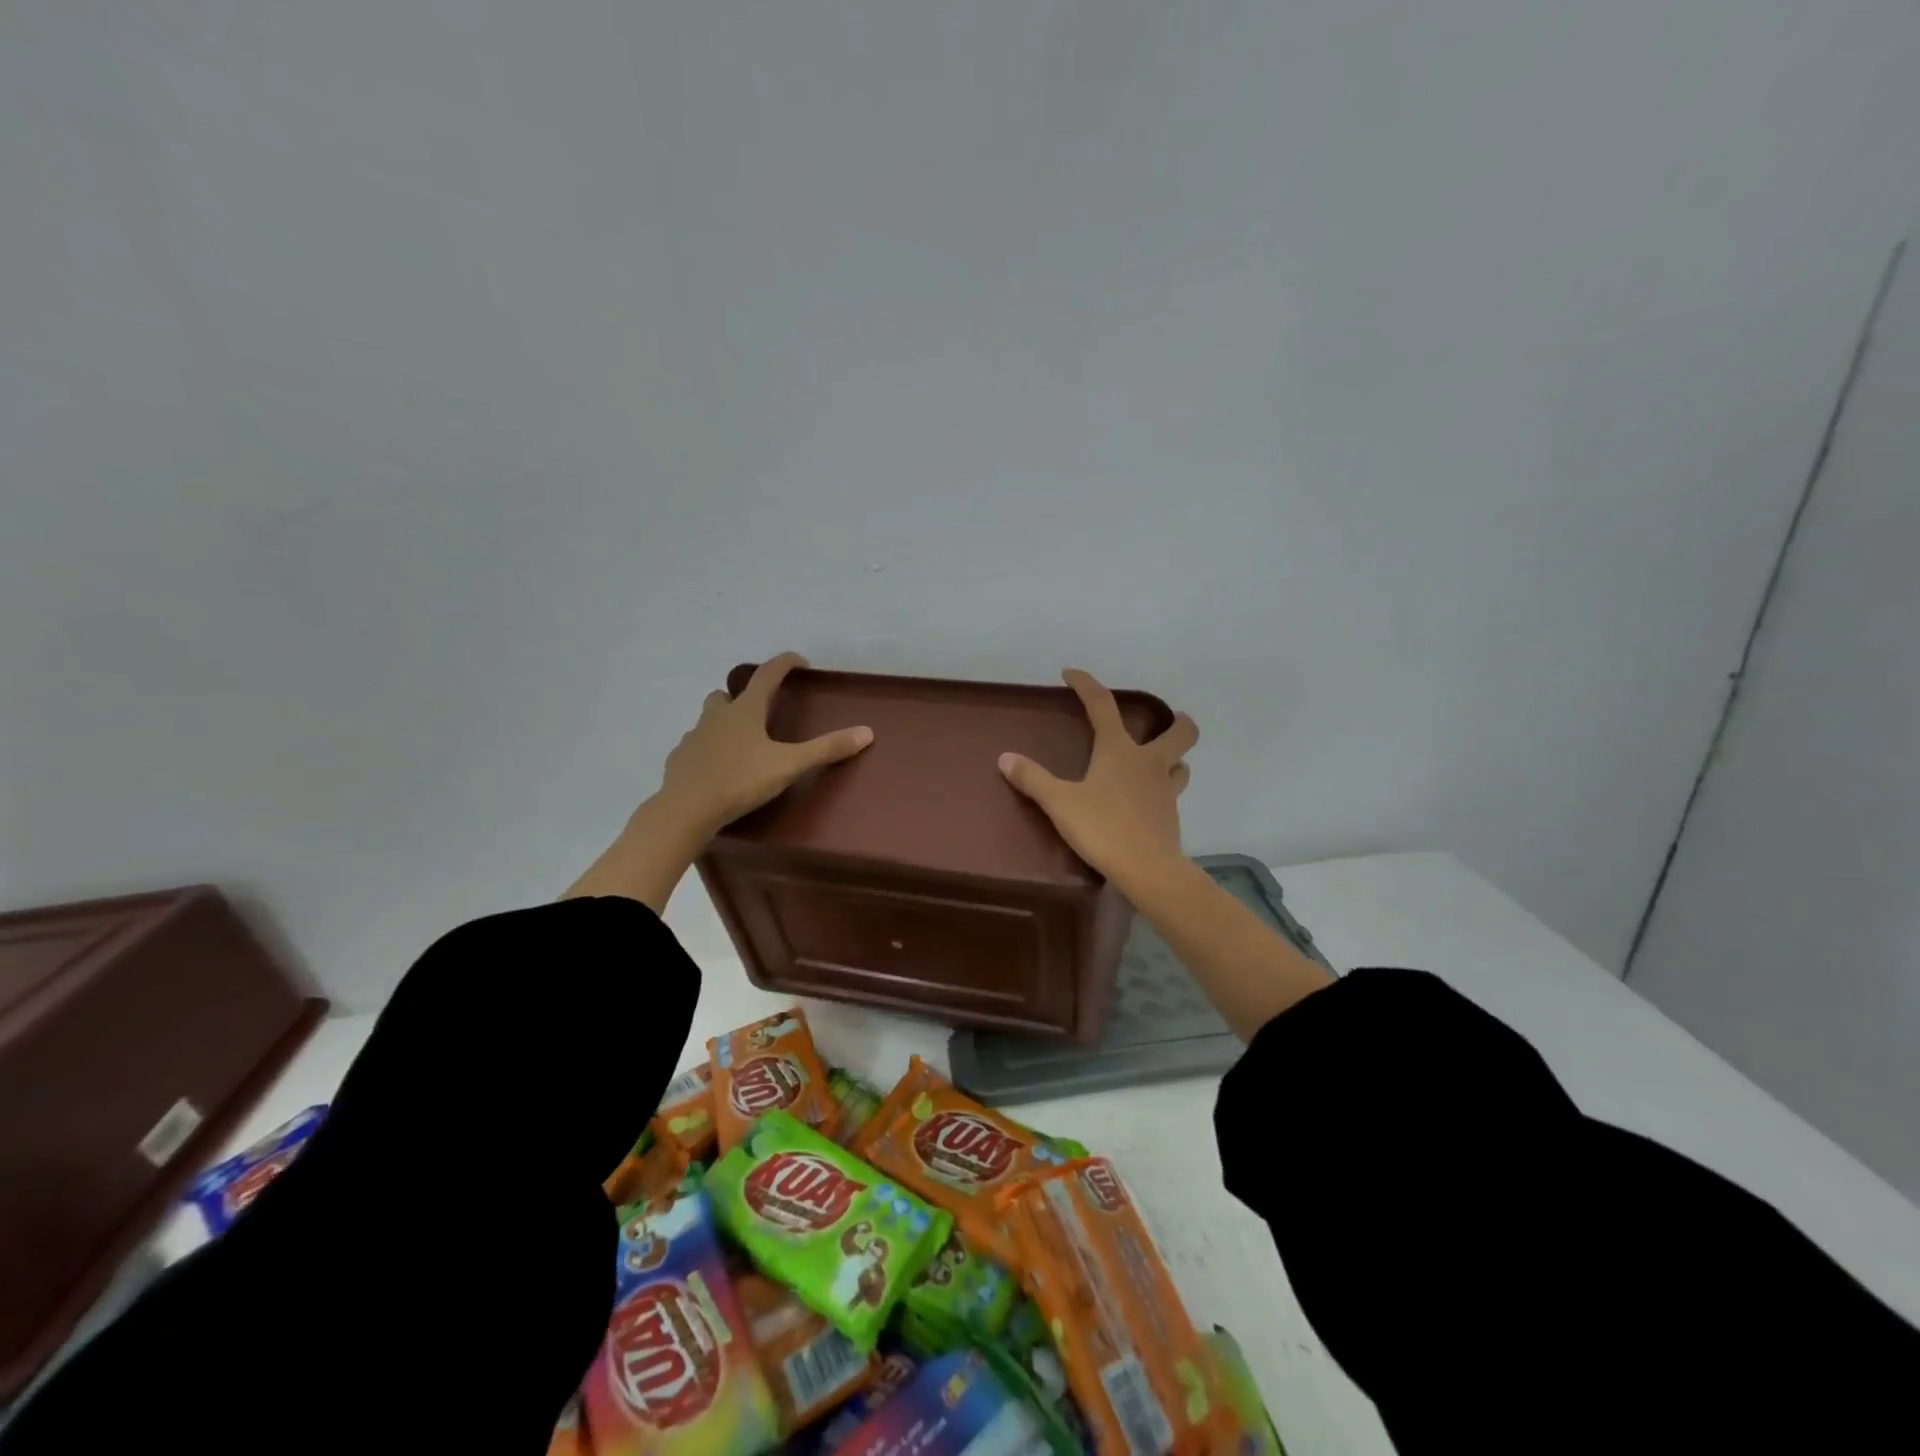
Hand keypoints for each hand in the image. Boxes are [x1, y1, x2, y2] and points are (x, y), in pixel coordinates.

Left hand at [657, 652, 872, 833]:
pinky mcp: (679, 760)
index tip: (799, 662)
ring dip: (722, 723)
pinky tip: (716, 768)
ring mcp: (693, 737)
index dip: (784, 664)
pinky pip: (695, 747)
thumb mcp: (789, 765)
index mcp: (745, 711)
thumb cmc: (740, 781)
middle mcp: (716, 717)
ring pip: (708, 720)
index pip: (767, 675)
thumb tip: (866, 732)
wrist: (686, 809)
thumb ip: (826, 749)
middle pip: (726, 695)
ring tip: (740, 743)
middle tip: (760, 712)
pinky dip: (707, 751)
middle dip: (742, 696)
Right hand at [998, 669, 1197, 887]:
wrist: (1147, 869)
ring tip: (1160, 762)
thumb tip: (1005, 758)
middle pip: (1180, 732)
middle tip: (1170, 719)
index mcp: (1119, 751)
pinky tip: (1149, 801)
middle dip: (1179, 722)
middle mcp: (1149, 763)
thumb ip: (1033, 779)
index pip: (1103, 705)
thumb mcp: (1060, 803)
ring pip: (1181, 764)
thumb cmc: (1103, 828)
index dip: (1086, 684)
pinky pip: (1172, 793)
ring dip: (1175, 758)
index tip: (1070, 673)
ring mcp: (1165, 790)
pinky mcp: (1171, 816)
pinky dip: (1164, 789)